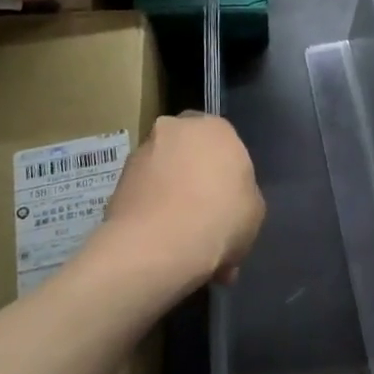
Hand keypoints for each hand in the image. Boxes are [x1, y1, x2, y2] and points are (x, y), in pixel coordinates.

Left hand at [101, 113, 264, 288]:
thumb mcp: (255, 211)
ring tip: (179, 235)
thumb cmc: (219, 219)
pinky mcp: (119, 178)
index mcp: (216, 127)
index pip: (224, 142)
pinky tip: (160, 240)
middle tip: (203, 214)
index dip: (226, 172)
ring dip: (170, 193)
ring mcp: (143, 151)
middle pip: (189, 150)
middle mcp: (176, 128)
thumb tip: (230, 202)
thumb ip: (243, 195)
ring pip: (164, 171)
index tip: (228, 200)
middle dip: (195, 175)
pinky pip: (144, 192)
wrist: (158, 246)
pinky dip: (151, 209)